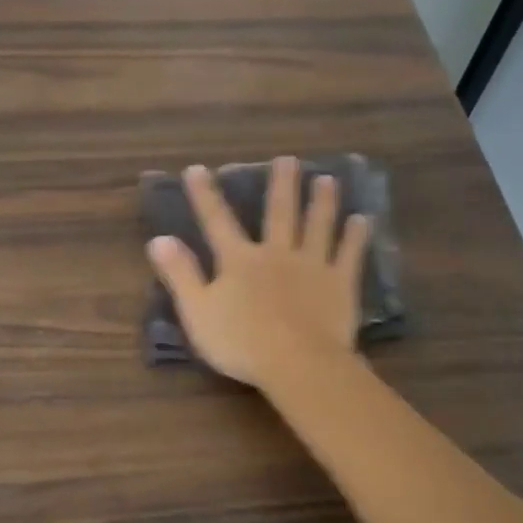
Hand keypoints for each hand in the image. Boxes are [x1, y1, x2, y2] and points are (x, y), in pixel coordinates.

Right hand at [147, 156, 369, 388]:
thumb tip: (158, 239)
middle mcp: (277, 253)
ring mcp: (312, 265)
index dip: (205, 195)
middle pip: (279, 213)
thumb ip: (180, 274)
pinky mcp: (340, 284)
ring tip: (327, 179)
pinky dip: (356, 236)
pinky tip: (363, 220)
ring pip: (318, 225)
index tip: (196, 169)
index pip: (217, 221)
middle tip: (288, 159)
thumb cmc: (240, 342)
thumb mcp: (197, 311)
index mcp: (239, 261)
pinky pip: (349, 254)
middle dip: (281, 185)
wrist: (296, 362)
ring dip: (322, 201)